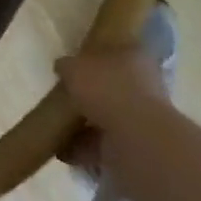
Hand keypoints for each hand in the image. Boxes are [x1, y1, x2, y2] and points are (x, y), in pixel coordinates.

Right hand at [55, 44, 173, 181]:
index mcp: (133, 57)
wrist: (136, 139)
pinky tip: (62, 149)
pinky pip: (103, 143)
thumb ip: (66, 65)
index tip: (74, 64)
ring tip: (58, 125)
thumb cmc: (107, 89)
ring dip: (86, 123)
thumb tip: (63, 67)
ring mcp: (141, 118)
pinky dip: (84, 146)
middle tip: (64, 96)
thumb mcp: (74, 67)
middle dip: (89, 93)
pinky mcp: (135, 145)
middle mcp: (143, 84)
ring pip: (108, 115)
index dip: (94, 56)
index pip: (114, 51)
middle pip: (112, 85)